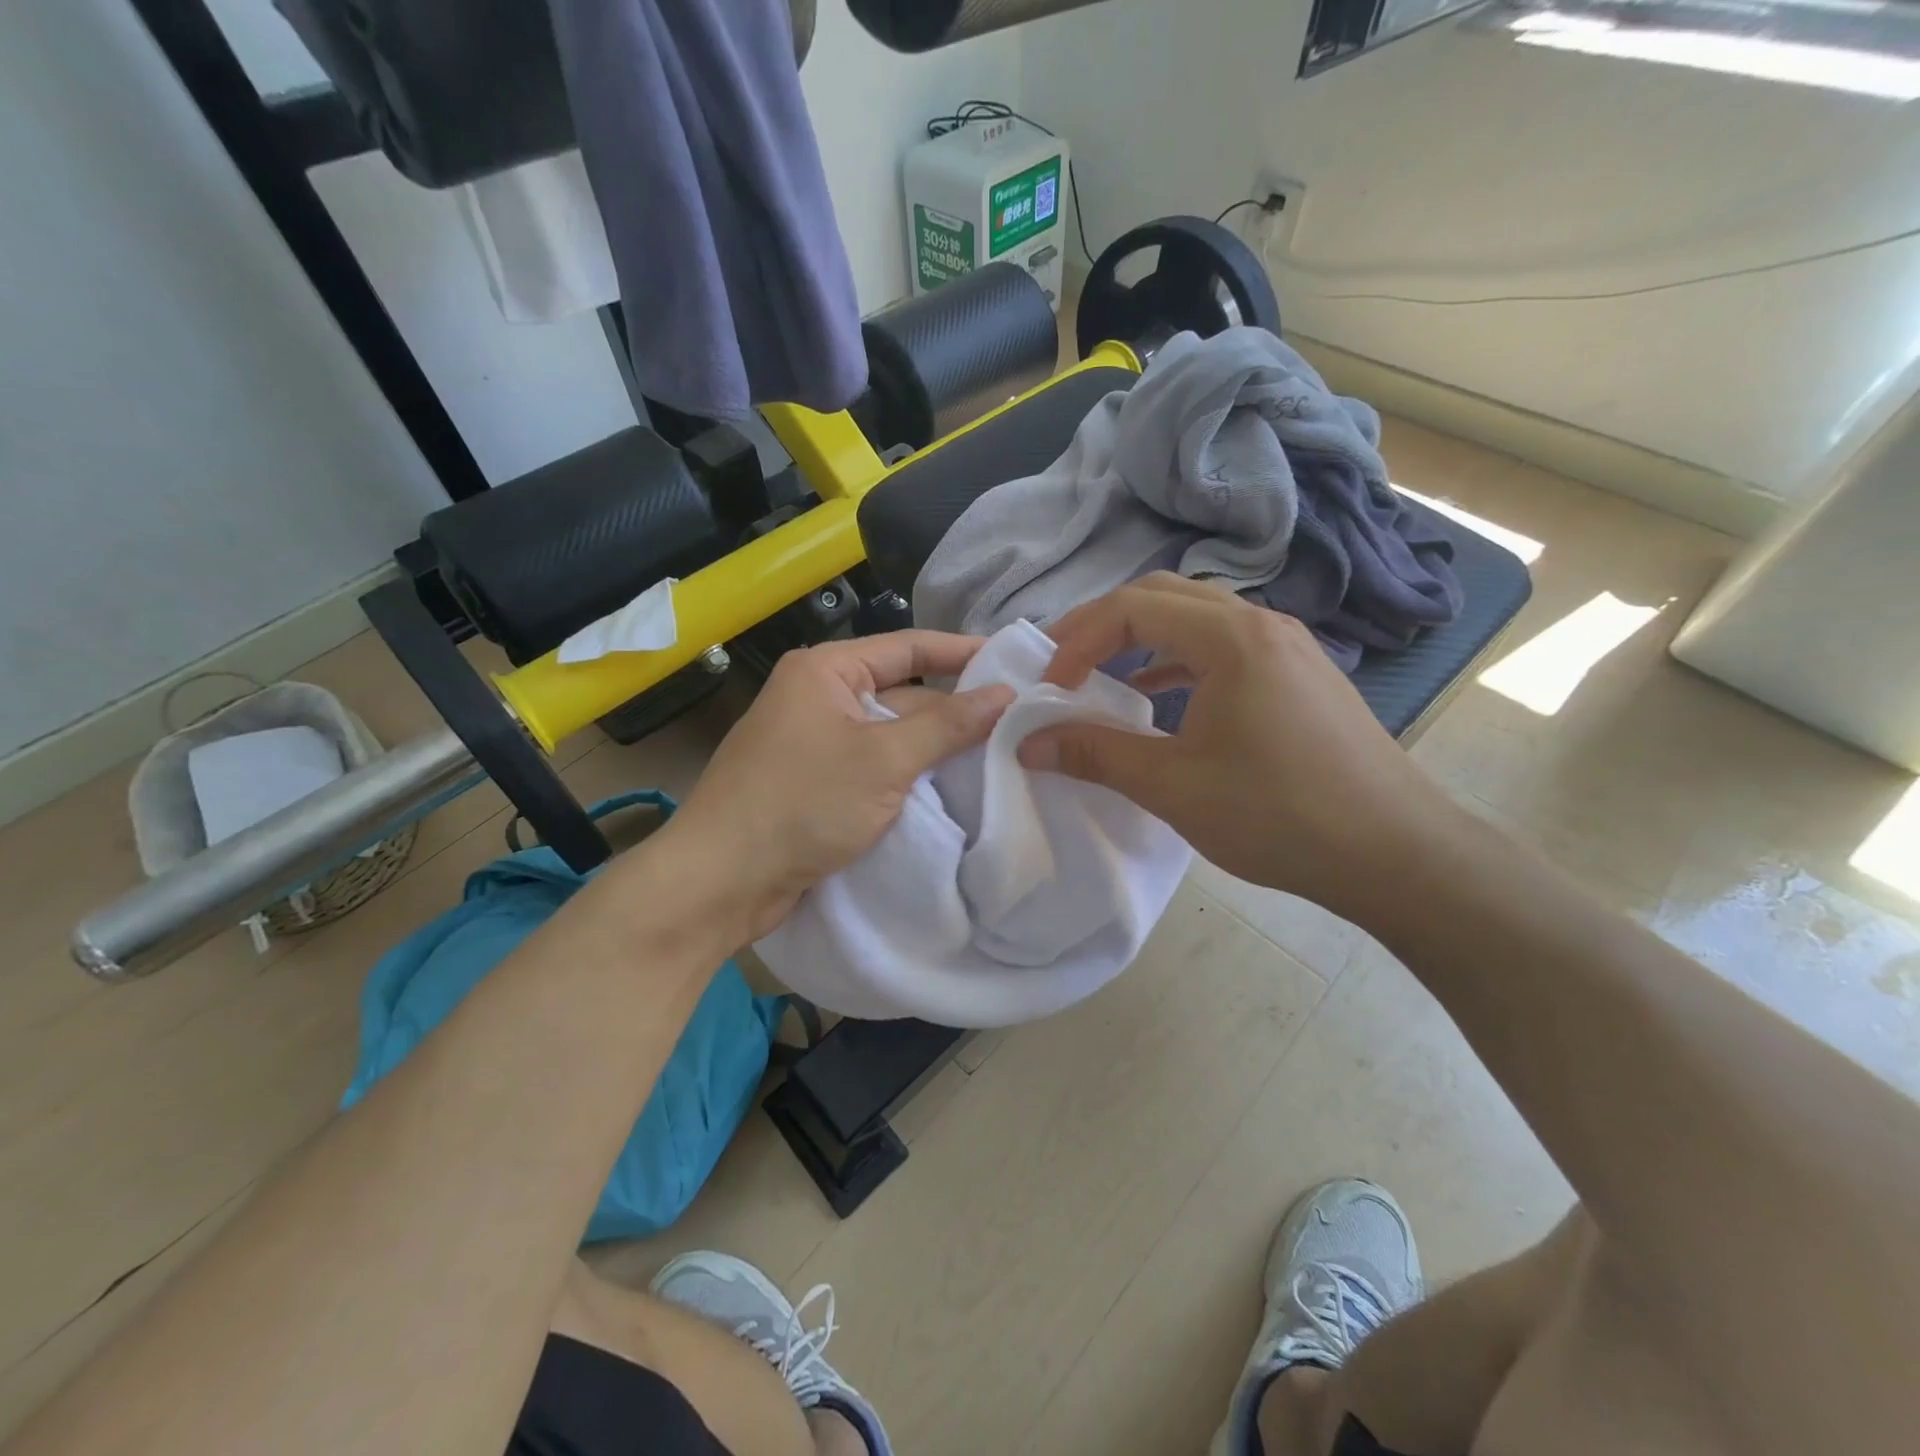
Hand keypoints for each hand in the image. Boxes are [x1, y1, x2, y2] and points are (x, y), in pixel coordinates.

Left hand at [663, 631, 1013, 942]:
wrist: (721, 881)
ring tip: (1003, 756)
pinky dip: (911, 778)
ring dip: (936, 749)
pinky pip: (876, 770)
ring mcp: (817, 744)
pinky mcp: (817, 786)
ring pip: (892, 737)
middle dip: (955, 711)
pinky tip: (954, 790)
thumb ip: (948, 725)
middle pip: (903, 694)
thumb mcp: (884, 760)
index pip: (909, 647)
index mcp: (826, 671)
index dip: (964, 652)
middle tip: (1021, 722)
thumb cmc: (801, 804)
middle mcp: (820, 698)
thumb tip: (1006, 695)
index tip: (1015, 662)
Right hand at [1019, 574, 1454, 921]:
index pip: (1132, 607)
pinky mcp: (1298, 674)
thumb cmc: (1279, 815)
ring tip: (1101, 674)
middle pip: (1163, 595)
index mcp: (1230, 638)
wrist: (1395, 852)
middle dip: (1103, 625)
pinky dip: (1177, 658)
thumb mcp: (1173, 786)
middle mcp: (1261, 624)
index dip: (1078, 640)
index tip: (1049, 687)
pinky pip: (1223, 645)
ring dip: (1141, 638)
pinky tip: (1157, 694)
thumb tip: (1028, 743)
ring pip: (1196, 616)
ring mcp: (1286, 646)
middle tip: (1062, 663)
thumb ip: (1095, 754)